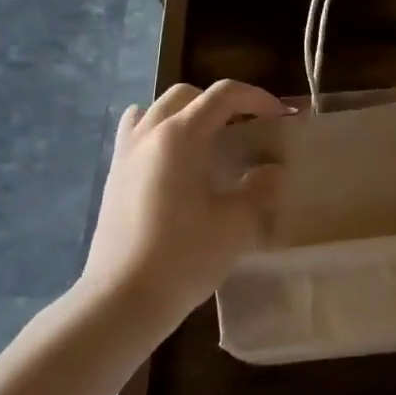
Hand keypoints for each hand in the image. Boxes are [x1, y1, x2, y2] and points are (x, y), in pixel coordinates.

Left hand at [76, 81, 286, 336]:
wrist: (121, 300)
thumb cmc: (183, 258)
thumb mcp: (236, 224)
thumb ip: (260, 189)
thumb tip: (273, 170)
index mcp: (181, 136)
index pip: (223, 95)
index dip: (257, 98)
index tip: (281, 116)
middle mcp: (150, 133)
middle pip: (189, 95)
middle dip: (222, 102)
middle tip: (248, 127)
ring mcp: (126, 152)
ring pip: (158, 108)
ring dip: (189, 112)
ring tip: (210, 138)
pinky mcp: (114, 174)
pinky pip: (136, 130)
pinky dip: (158, 128)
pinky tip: (172, 155)